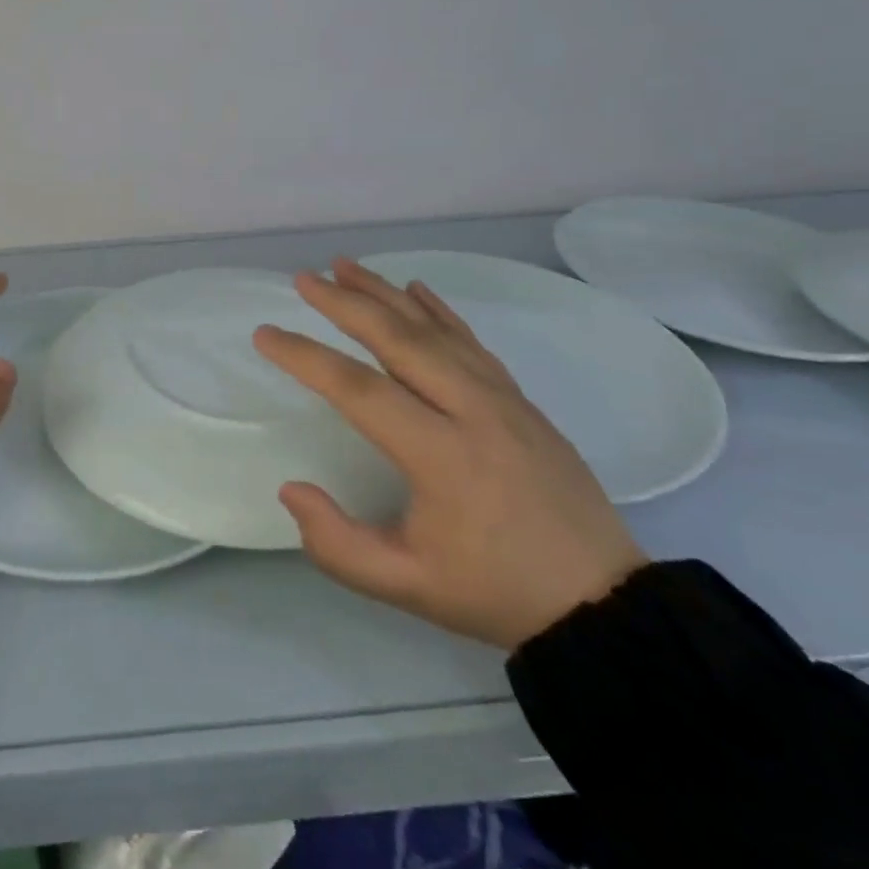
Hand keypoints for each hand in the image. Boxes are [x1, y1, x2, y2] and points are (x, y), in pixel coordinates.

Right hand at [254, 259, 645, 650]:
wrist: (603, 603)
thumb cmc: (496, 592)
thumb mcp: (408, 587)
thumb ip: (338, 545)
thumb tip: (291, 488)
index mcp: (442, 455)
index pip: (360, 390)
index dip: (307, 357)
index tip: (265, 334)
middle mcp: (472, 411)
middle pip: (399, 340)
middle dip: (346, 303)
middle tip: (303, 278)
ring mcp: (503, 399)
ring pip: (434, 331)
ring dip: (385, 293)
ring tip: (345, 266)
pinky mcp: (520, 400)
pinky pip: (471, 342)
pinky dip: (439, 310)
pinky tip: (416, 289)